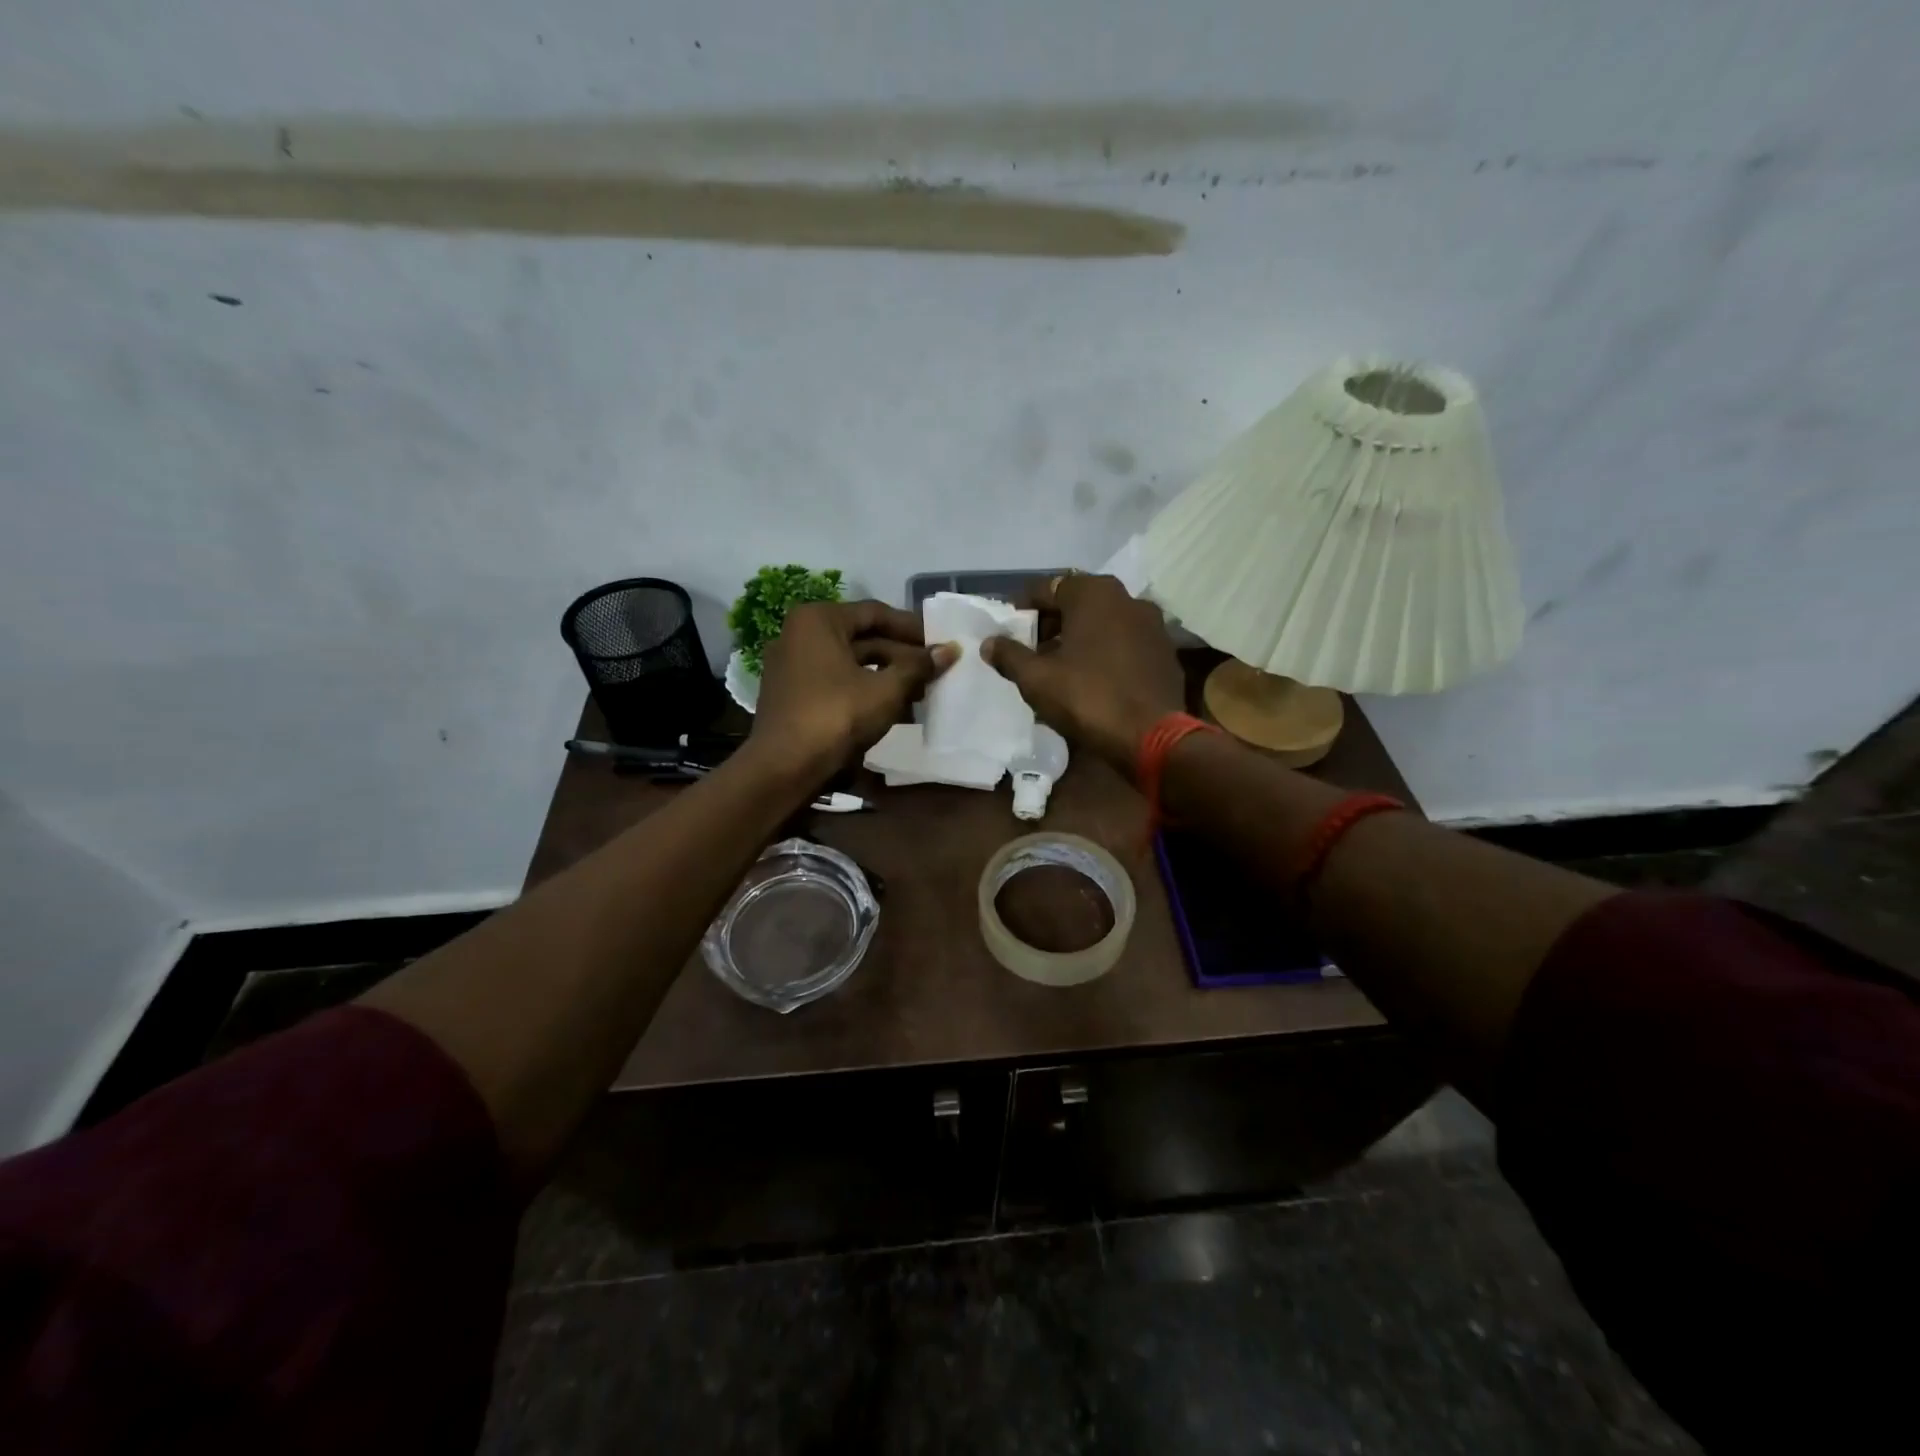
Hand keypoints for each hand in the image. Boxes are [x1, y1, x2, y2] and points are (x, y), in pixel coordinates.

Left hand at [748, 600, 955, 784]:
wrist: (784, 767)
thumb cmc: (836, 715)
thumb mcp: (885, 690)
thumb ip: (918, 667)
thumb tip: (952, 650)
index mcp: (818, 620)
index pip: (875, 613)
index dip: (912, 628)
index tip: (941, 642)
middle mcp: (800, 634)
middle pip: (863, 638)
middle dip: (902, 656)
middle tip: (936, 671)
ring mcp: (793, 665)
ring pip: (851, 663)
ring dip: (888, 676)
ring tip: (923, 693)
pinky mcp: (793, 694)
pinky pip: (837, 682)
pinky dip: (865, 690)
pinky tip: (896, 710)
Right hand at [983, 573, 1184, 775]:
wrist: (1152, 737)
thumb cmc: (1087, 698)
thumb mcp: (1036, 679)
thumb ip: (1010, 655)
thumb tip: (990, 643)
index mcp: (1094, 594)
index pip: (1047, 588)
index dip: (1023, 610)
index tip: (1009, 632)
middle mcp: (1127, 598)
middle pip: (1078, 603)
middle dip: (1052, 624)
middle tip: (1032, 651)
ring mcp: (1152, 625)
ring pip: (1104, 623)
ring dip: (1080, 638)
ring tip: (1061, 667)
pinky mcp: (1165, 652)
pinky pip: (1125, 643)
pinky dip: (1106, 652)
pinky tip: (1094, 679)